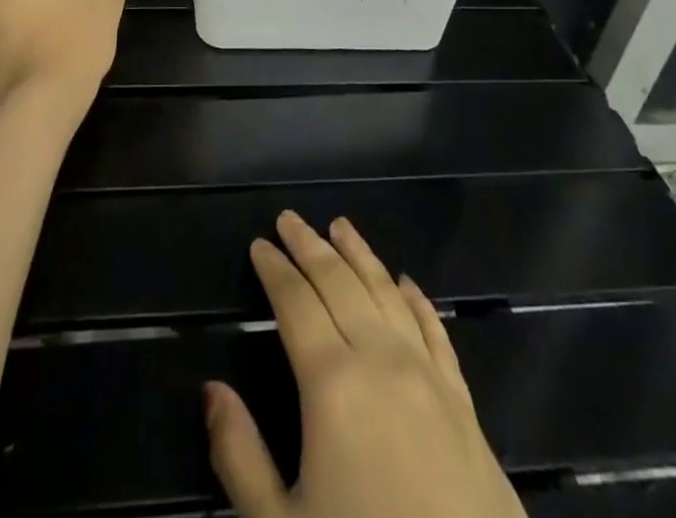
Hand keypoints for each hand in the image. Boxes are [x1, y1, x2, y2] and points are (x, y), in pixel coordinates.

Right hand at [205, 213, 526, 517]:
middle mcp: (380, 360)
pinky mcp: (463, 403)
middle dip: (310, 246)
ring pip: (387, 292)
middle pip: (340, 283)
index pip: (296, 302)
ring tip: (340, 226)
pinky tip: (405, 282)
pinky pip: (435, 330)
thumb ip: (241, 456)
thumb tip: (212, 390)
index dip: (275, 270)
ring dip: (360, 255)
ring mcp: (427, 377)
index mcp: (332, 384)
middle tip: (289, 219)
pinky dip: (415, 298)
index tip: (260, 244)